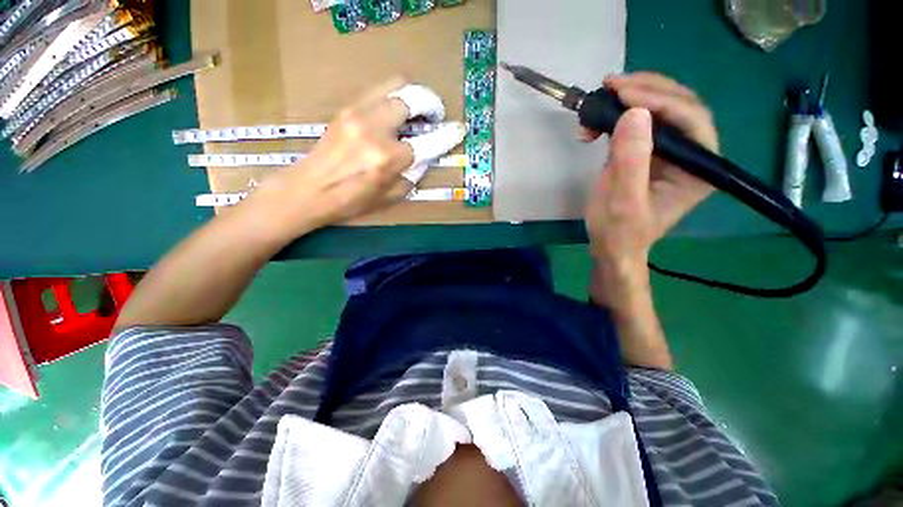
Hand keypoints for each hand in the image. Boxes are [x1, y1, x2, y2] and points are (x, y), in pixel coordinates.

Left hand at [247, 78, 464, 240]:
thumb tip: (424, 155)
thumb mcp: (390, 195)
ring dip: (411, 96)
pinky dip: (392, 98)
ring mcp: (358, 114)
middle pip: (411, 98)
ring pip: (394, 86)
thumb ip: (412, 174)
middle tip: (433, 118)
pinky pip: (377, 92)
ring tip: (415, 113)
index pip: (428, 141)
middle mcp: (375, 130)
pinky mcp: (346, 109)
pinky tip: (392, 114)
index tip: (458, 128)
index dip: (448, 134)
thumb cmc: (352, 200)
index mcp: (389, 159)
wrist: (309, 189)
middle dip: (430, 105)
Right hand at [584, 73, 717, 270]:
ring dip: (629, 100)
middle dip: (646, 91)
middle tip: (611, 85)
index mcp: (698, 168)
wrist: (610, 246)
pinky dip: (616, 117)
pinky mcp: (646, 153)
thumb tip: (633, 113)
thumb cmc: (620, 231)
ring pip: (658, 110)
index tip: (623, 94)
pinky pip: (637, 124)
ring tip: (600, 98)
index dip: (661, 100)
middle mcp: (690, 154)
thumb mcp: (623, 201)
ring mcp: (668, 152)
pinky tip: (596, 122)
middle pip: (678, 107)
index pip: (691, 119)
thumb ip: (630, 161)